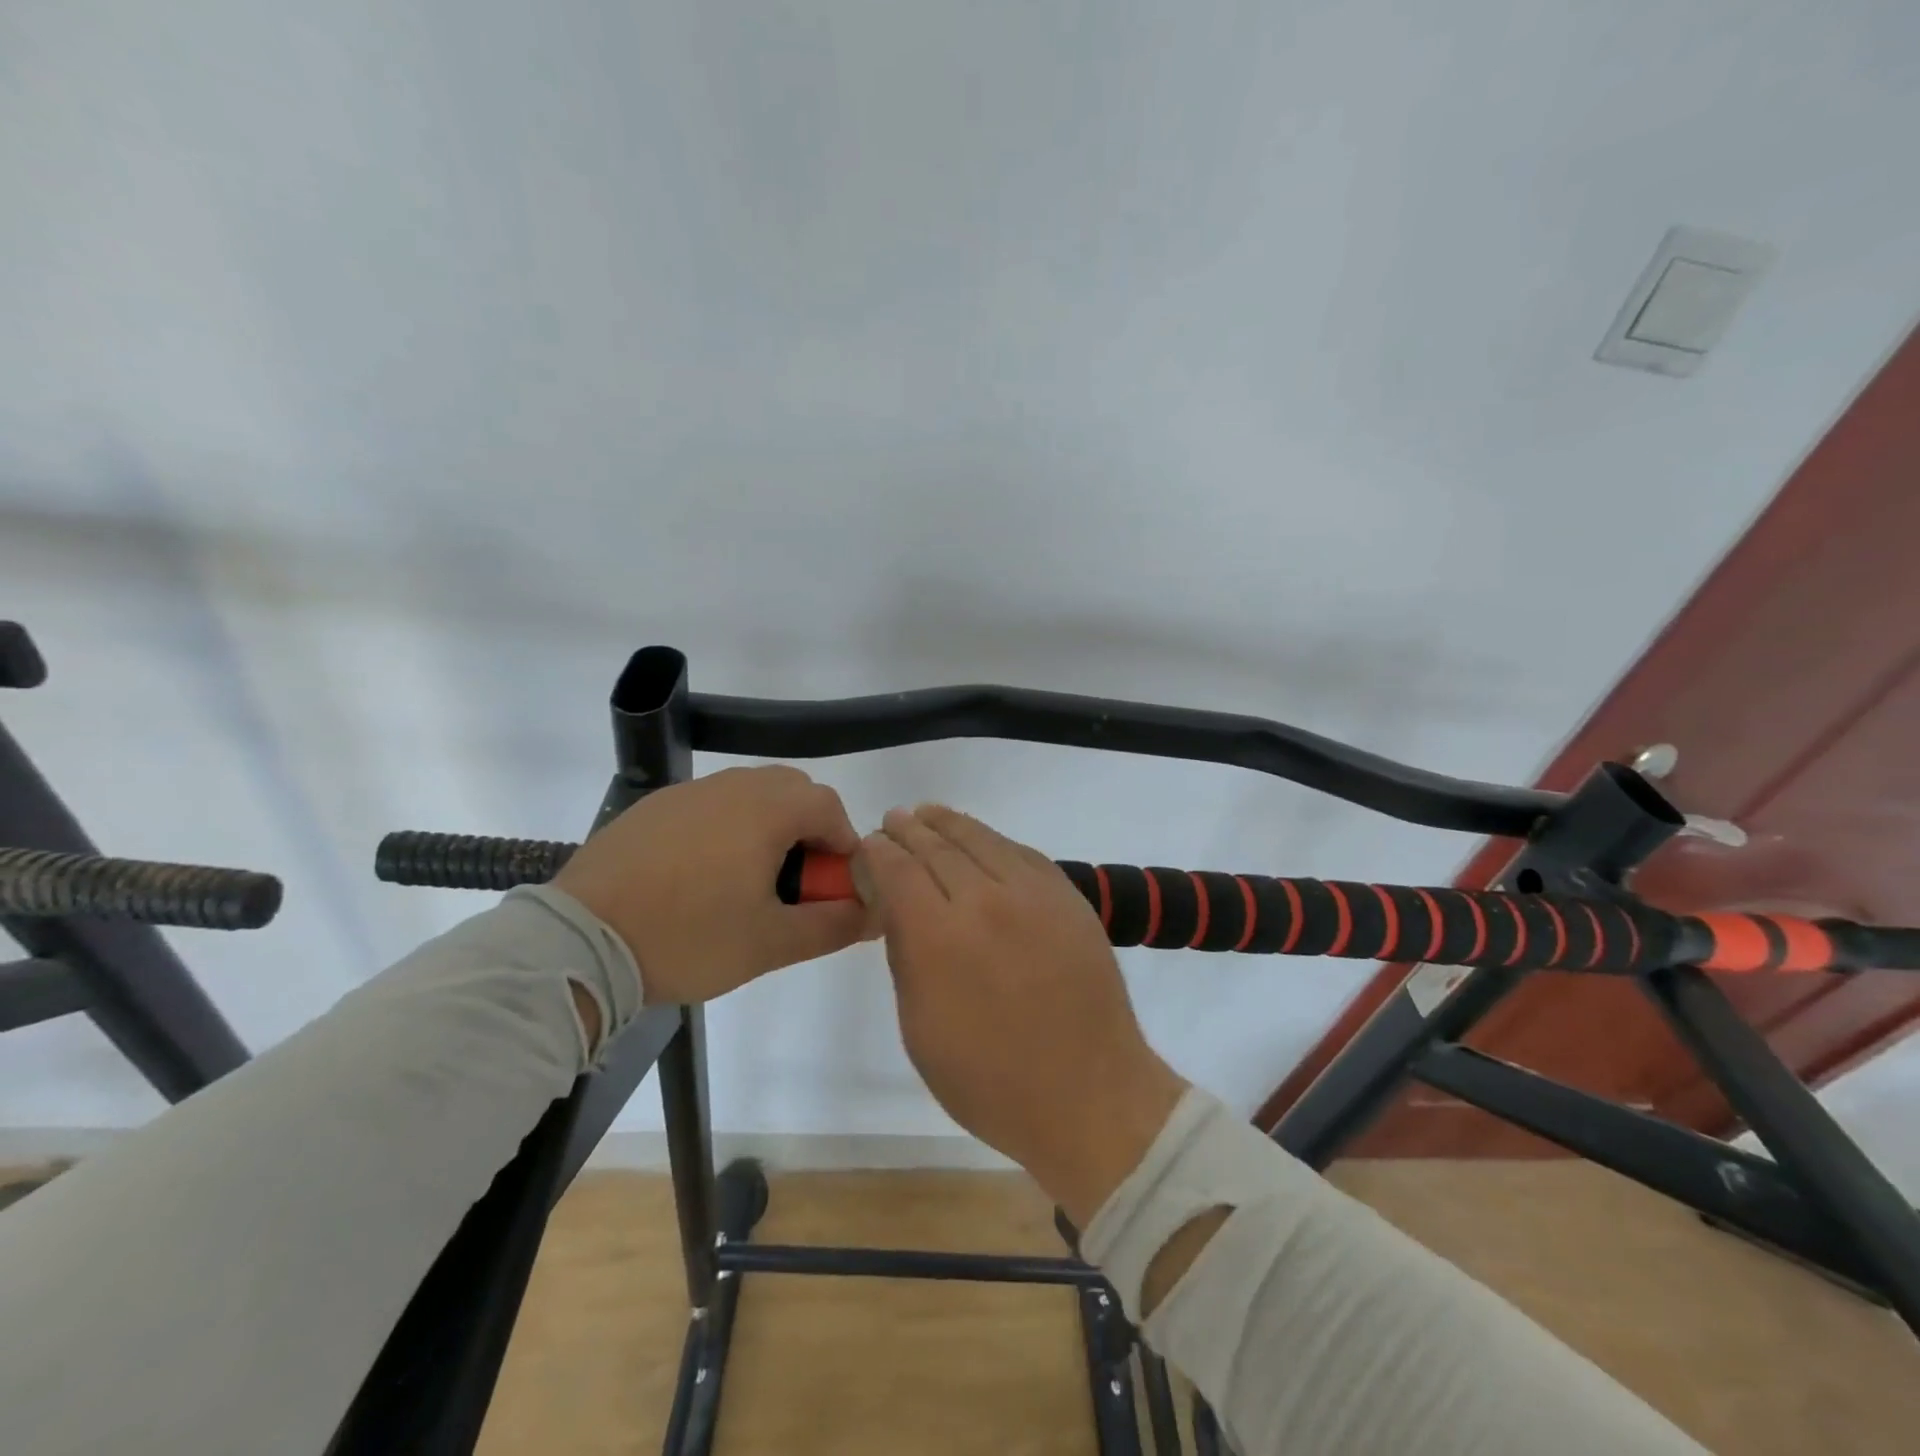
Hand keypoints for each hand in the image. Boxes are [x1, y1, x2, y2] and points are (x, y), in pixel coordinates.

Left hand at [553, 765, 873, 1004]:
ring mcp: (687, 793)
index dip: (843, 845)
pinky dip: (726, 828)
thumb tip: (874, 913)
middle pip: (791, 791)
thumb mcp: (771, 943)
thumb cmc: (688, 937)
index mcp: (766, 810)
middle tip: (796, 882)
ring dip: (768, 826)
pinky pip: (708, 806)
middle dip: (808, 829)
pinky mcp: (652, 808)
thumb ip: (833, 925)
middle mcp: (731, 787)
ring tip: (750, 880)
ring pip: (749, 794)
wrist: (580, 941)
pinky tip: (703, 876)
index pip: (829, 807)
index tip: (833, 886)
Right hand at [858, 805, 1186, 1227]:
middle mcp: (985, 901)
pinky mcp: (1068, 897)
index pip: (897, 870)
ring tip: (927, 814)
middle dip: (908, 831)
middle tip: (893, 821)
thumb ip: (904, 956)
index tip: (867, 847)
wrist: (1089, 1094)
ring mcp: (1033, 894)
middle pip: (936, 847)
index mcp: (938, 937)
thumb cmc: (990, 1080)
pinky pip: (1022, 853)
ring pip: (981, 840)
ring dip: (948, 824)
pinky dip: (993, 841)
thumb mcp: (920, 1030)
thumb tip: (895, 907)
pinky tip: (981, 841)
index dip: (877, 853)